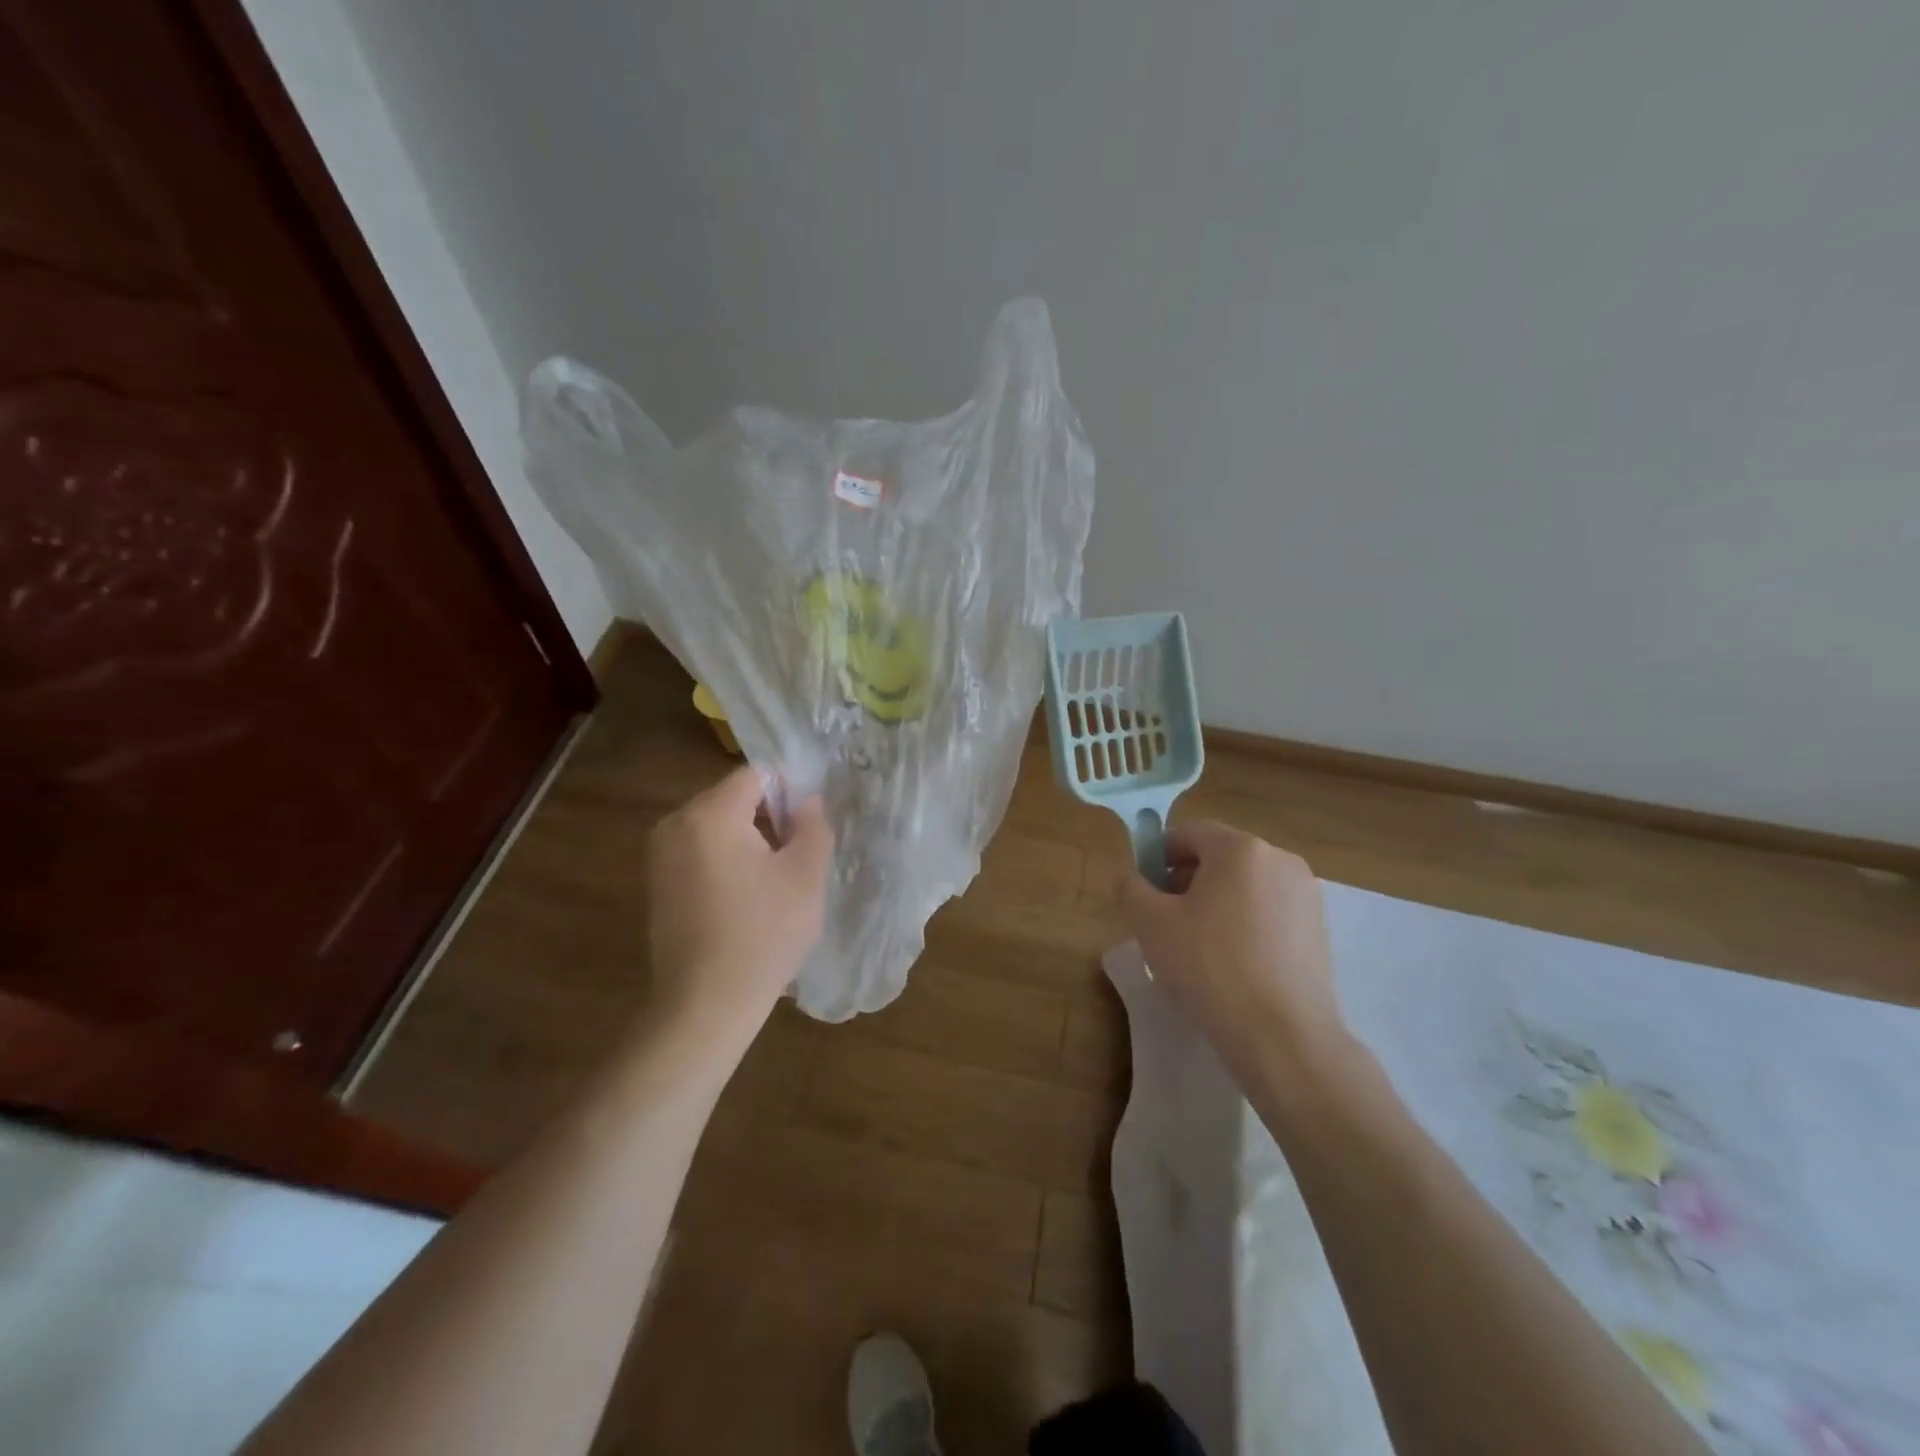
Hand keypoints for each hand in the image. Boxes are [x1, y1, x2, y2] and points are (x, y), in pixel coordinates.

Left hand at [645, 766, 832, 1037]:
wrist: (704, 1005)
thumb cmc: (763, 933)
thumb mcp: (806, 874)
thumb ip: (812, 824)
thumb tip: (806, 799)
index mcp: (710, 814)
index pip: (756, 776)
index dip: (788, 793)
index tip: (807, 829)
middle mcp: (676, 823)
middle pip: (732, 798)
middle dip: (766, 816)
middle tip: (794, 857)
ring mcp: (659, 855)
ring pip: (715, 825)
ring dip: (746, 839)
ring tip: (771, 881)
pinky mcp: (656, 883)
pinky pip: (698, 850)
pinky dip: (724, 860)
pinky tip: (743, 898)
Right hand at [1119, 821, 1353, 1090]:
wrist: (1283, 1037)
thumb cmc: (1209, 968)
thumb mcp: (1150, 924)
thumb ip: (1131, 888)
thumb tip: (1134, 878)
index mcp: (1240, 849)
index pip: (1189, 833)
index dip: (1159, 855)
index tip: (1145, 890)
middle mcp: (1280, 859)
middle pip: (1220, 856)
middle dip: (1188, 879)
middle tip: (1166, 920)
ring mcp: (1306, 894)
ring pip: (1245, 884)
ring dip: (1216, 902)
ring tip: (1198, 946)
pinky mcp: (1319, 928)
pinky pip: (1269, 910)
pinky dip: (1245, 923)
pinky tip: (1232, 963)